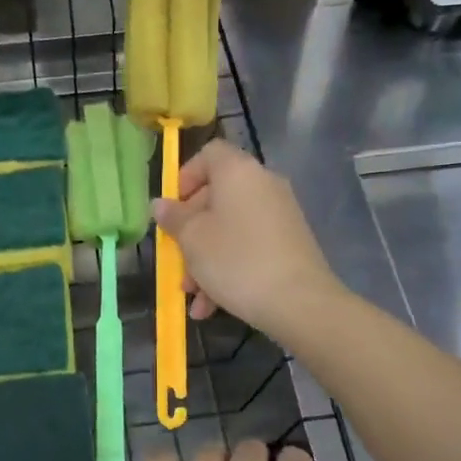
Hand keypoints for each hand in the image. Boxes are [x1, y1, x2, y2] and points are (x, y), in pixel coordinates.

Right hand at [152, 140, 340, 341]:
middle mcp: (263, 185)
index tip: (172, 209)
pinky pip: (249, 247)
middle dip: (190, 232)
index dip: (185, 177)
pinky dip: (229, 269)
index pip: (209, 154)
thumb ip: (173, 218)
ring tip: (191, 295)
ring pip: (230, 229)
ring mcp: (280, 215)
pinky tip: (212, 306)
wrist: (300, 302)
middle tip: (175, 260)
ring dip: (205, 259)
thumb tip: (161, 204)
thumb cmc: (236, 260)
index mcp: (238, 172)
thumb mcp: (192, 239)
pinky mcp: (290, 244)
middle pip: (216, 197)